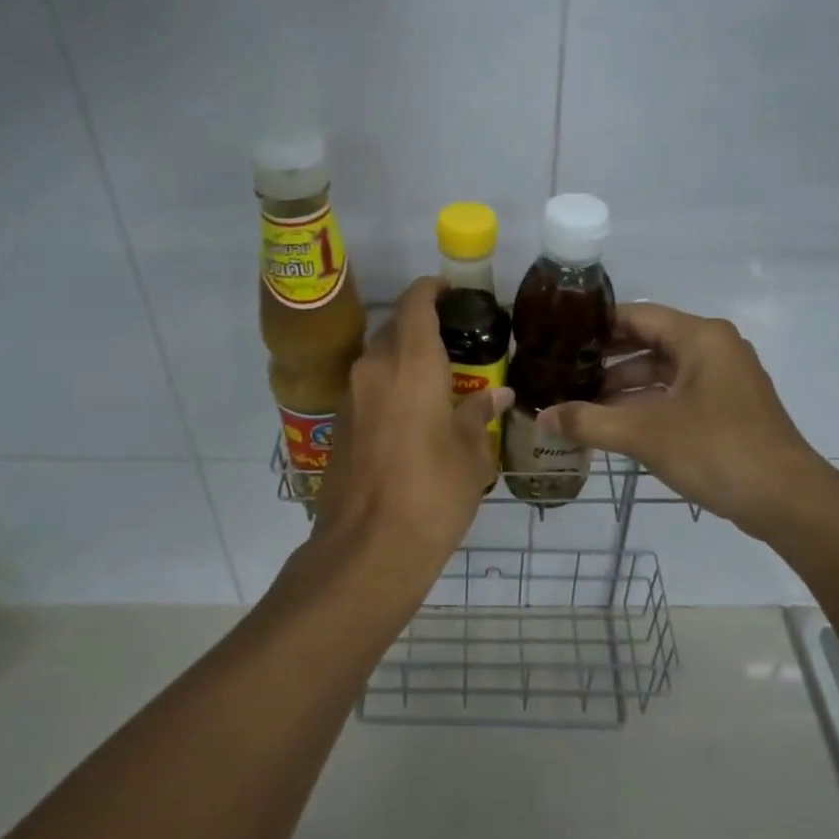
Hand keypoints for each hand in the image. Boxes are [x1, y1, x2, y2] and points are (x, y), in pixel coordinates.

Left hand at [312, 277, 513, 598]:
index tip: (454, 291)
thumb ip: (479, 413)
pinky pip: (369, 389)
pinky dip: (391, 387)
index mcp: (409, 363)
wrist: (368, 549)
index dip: (433, 289)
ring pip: (379, 360)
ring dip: (405, 359)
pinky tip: (415, 415)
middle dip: (423, 327)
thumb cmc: (432, 493)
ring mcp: (350, 398)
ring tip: (441, 380)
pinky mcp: (340, 426)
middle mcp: (373, 369)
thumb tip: (498, 395)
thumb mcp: (470, 452)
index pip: (416, 303)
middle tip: (458, 344)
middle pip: (395, 329)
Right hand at [539, 303, 819, 538]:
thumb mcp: (644, 434)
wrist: (787, 499)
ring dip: (624, 386)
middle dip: (606, 360)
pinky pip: (677, 394)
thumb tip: (542, 418)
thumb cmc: (715, 450)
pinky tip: (615, 424)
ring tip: (581, 403)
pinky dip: (647, 404)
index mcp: (700, 337)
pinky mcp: (728, 408)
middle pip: (649, 342)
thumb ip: (589, 422)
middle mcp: (714, 348)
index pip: (637, 315)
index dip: (596, 325)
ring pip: (663, 372)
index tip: (560, 337)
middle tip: (563, 371)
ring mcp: (724, 379)